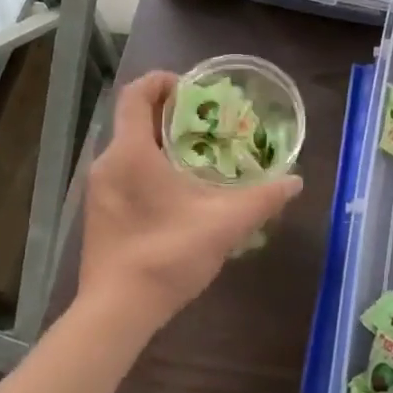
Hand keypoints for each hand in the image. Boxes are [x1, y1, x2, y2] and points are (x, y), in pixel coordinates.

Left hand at [79, 71, 303, 329]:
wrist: (117, 312)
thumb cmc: (168, 254)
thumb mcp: (225, 223)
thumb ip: (263, 199)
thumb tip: (294, 181)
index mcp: (131, 152)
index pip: (136, 93)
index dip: (162, 81)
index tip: (192, 89)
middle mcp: (108, 163)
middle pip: (134, 119)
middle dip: (170, 114)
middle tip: (208, 123)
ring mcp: (98, 190)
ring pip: (129, 148)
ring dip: (160, 143)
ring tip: (198, 157)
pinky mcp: (98, 213)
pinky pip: (123, 173)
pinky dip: (148, 167)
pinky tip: (177, 192)